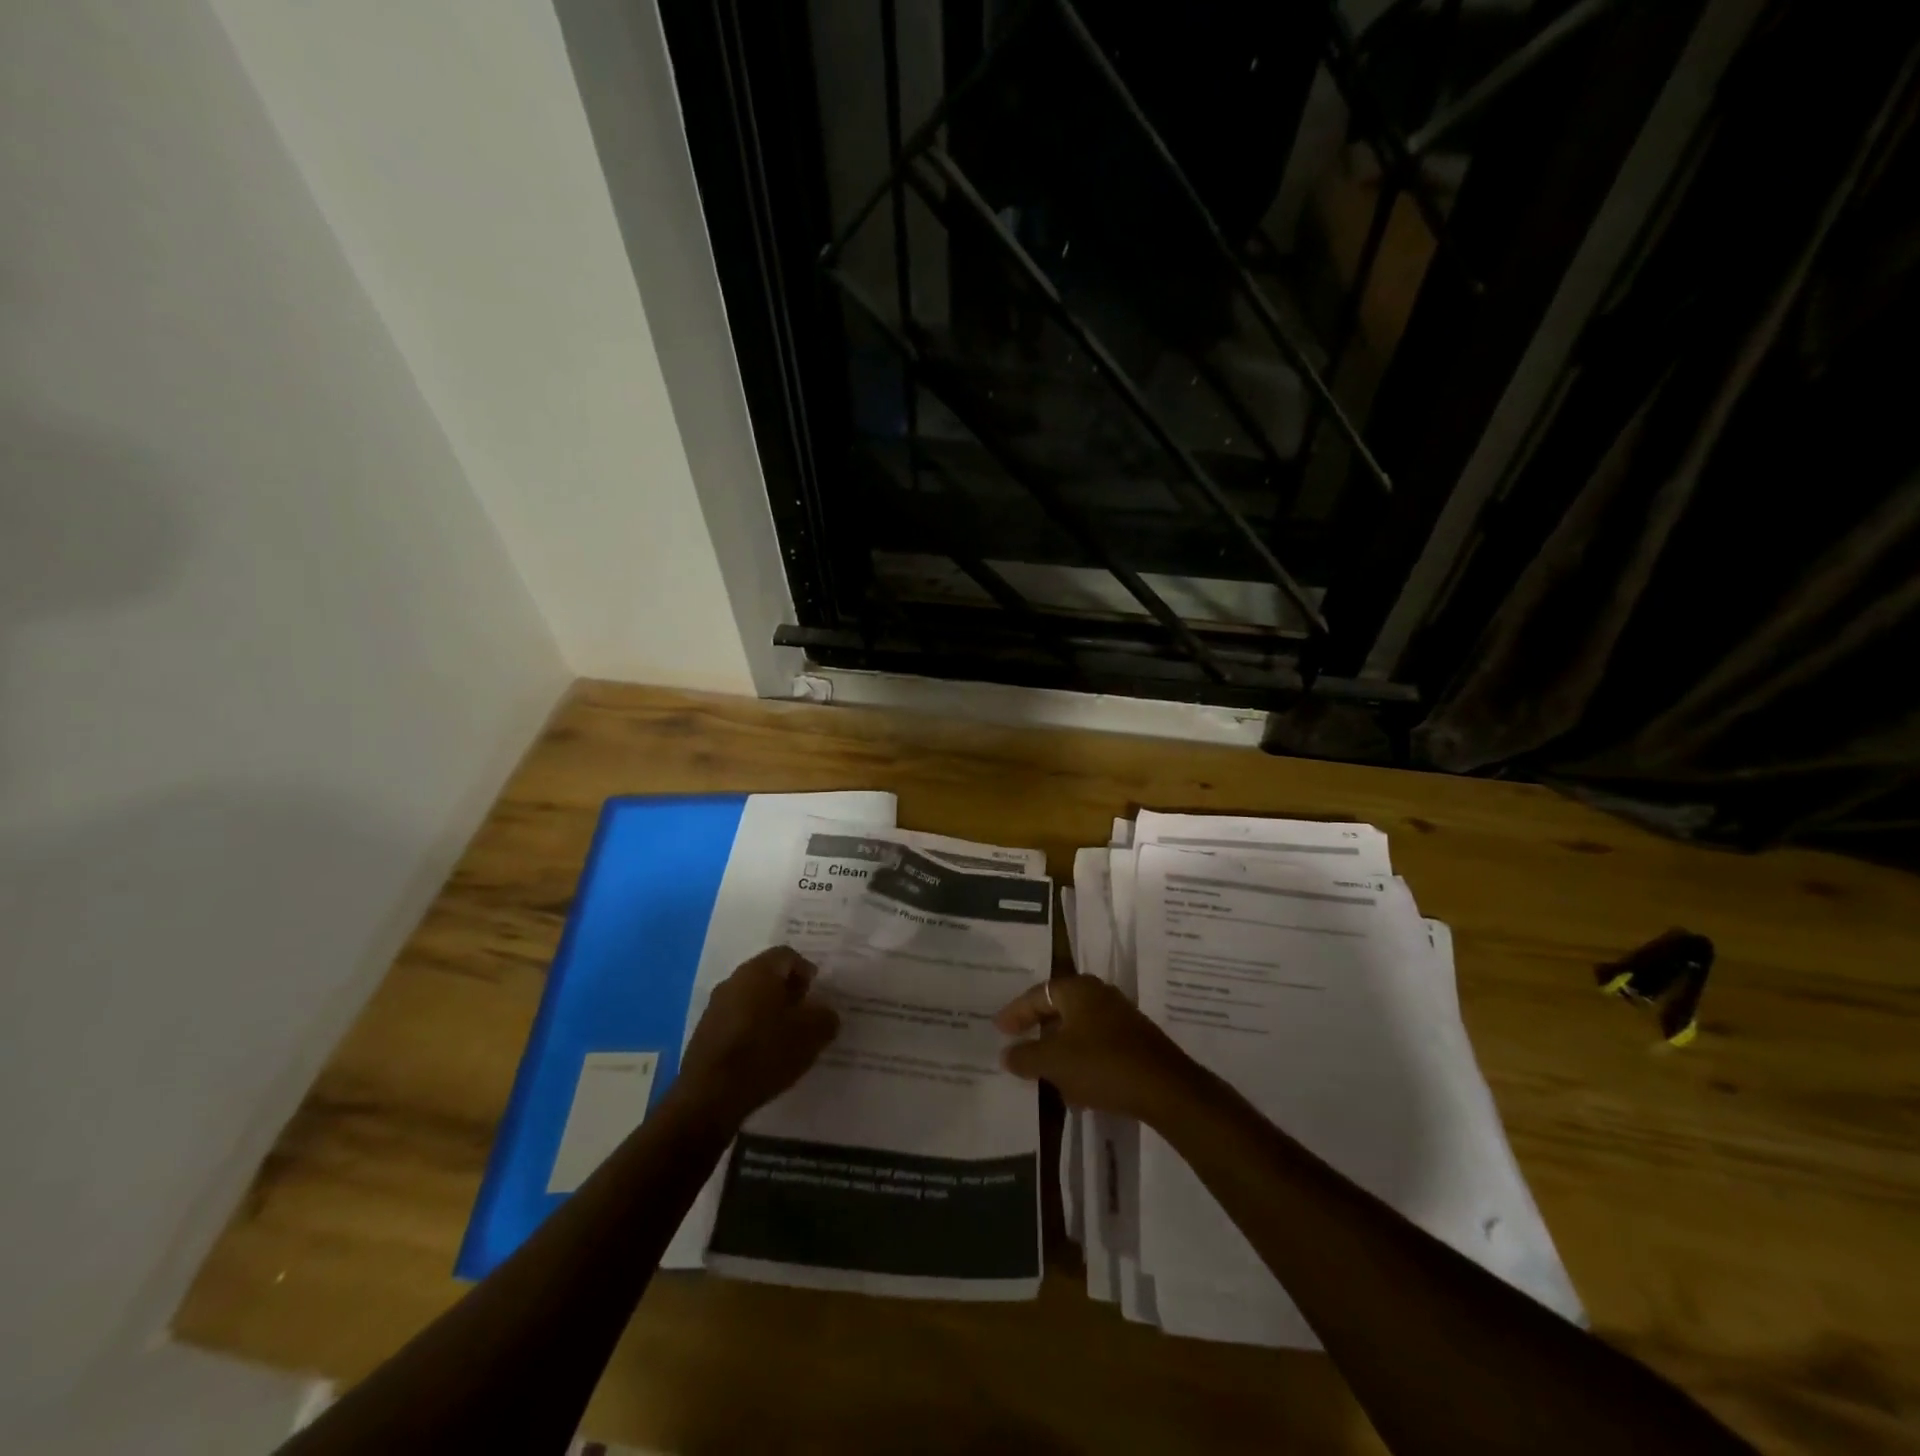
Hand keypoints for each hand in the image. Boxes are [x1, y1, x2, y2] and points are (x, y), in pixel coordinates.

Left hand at [672, 947, 839, 1128]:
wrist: (710, 1096)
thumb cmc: (766, 1052)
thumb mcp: (811, 1035)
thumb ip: (825, 1017)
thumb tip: (825, 1012)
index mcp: (759, 971)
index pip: (787, 955)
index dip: (806, 971)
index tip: (817, 993)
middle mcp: (734, 980)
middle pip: (766, 975)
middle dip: (787, 990)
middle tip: (805, 1013)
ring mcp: (715, 1007)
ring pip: (750, 998)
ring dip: (768, 1010)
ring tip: (786, 1036)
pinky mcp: (704, 1033)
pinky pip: (736, 1020)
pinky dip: (752, 1029)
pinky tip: (762, 1053)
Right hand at [994, 975, 1199, 1121]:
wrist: (1165, 1088)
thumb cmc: (1102, 1065)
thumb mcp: (1054, 1062)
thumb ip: (1025, 1056)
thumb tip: (1006, 1054)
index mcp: (1078, 989)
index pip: (1037, 995)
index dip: (1015, 1013)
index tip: (998, 1029)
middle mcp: (1099, 994)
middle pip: (1059, 1008)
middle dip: (1038, 1028)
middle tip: (1017, 1043)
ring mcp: (1120, 1016)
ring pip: (1078, 1028)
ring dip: (1059, 1047)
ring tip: (1042, 1069)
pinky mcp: (1134, 1041)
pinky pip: (1096, 1044)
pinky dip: (1079, 1059)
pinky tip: (1074, 1086)